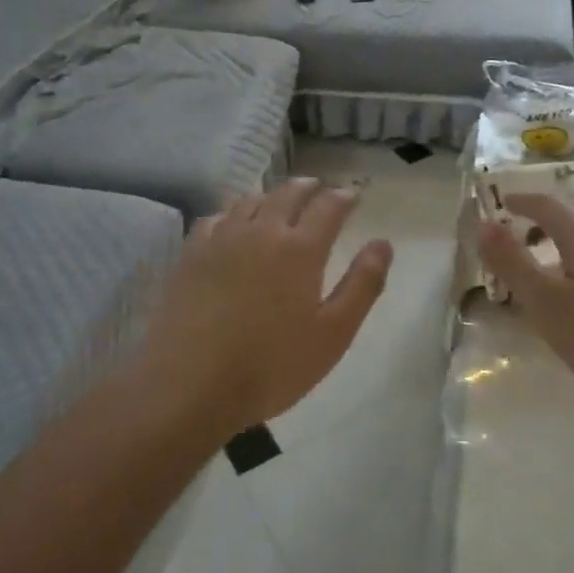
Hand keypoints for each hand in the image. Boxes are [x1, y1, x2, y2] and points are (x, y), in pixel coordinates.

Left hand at [137, 180, 393, 437]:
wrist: (190, 384)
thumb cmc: (272, 366)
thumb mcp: (333, 334)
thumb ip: (363, 285)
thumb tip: (382, 244)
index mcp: (301, 249)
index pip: (328, 207)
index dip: (343, 198)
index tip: (353, 196)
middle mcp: (262, 232)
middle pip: (287, 195)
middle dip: (308, 188)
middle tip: (318, 188)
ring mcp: (221, 240)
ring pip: (250, 202)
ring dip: (271, 195)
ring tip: (279, 200)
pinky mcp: (191, 256)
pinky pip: (215, 219)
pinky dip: (232, 213)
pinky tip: (231, 224)